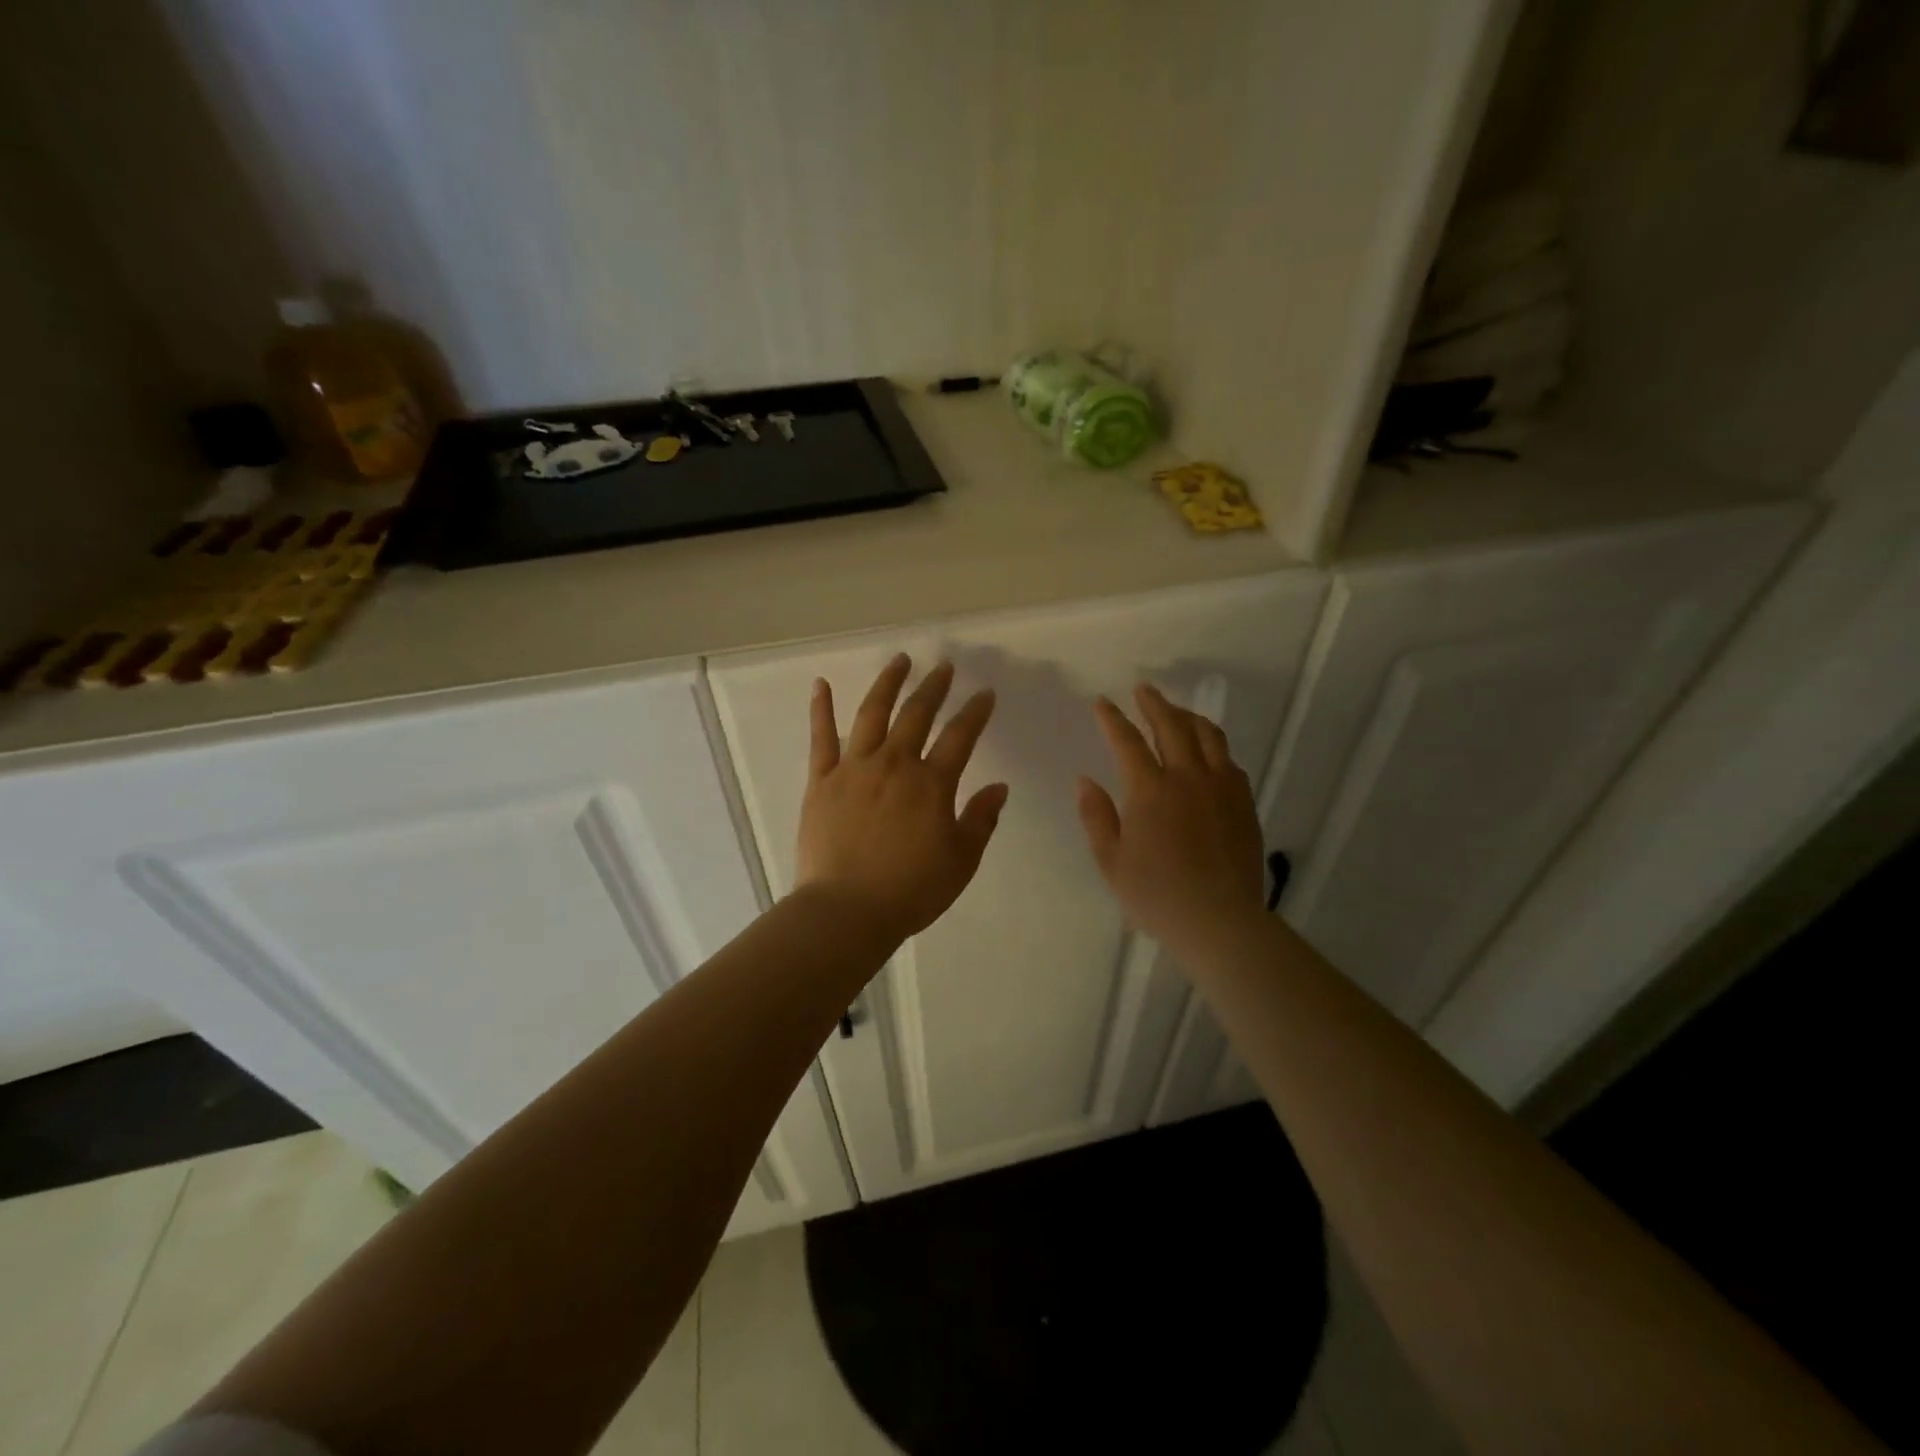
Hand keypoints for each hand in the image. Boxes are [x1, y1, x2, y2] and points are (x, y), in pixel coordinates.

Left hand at [796, 655, 1008, 942]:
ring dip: (887, 683)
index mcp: (931, 784)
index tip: (984, 693)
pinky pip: (821, 739)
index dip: (975, 712)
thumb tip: (999, 786)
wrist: (847, 911)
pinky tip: (821, 684)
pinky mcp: (821, 781)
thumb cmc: (911, 890)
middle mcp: (894, 764)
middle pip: (917, 714)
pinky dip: (820, 709)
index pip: (960, 736)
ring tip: (899, 661)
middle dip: (934, 687)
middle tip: (943, 667)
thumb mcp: (961, 861)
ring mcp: (854, 769)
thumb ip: (981, 820)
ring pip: (872, 714)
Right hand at [1077, 685, 1266, 959]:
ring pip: (1208, 735)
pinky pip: (1229, 760)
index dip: (1113, 718)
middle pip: (1172, 725)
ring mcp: (1221, 787)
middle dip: (1155, 703)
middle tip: (1143, 690)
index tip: (1102, 702)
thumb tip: (1085, 780)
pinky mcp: (1244, 802)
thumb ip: (1096, 816)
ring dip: (1188, 716)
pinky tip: (1207, 751)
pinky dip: (1213, 745)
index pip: (1127, 741)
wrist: (1219, 920)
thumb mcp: (1111, 860)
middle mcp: (1188, 777)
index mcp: (1150, 790)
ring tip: (1177, 712)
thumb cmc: (1156, 894)